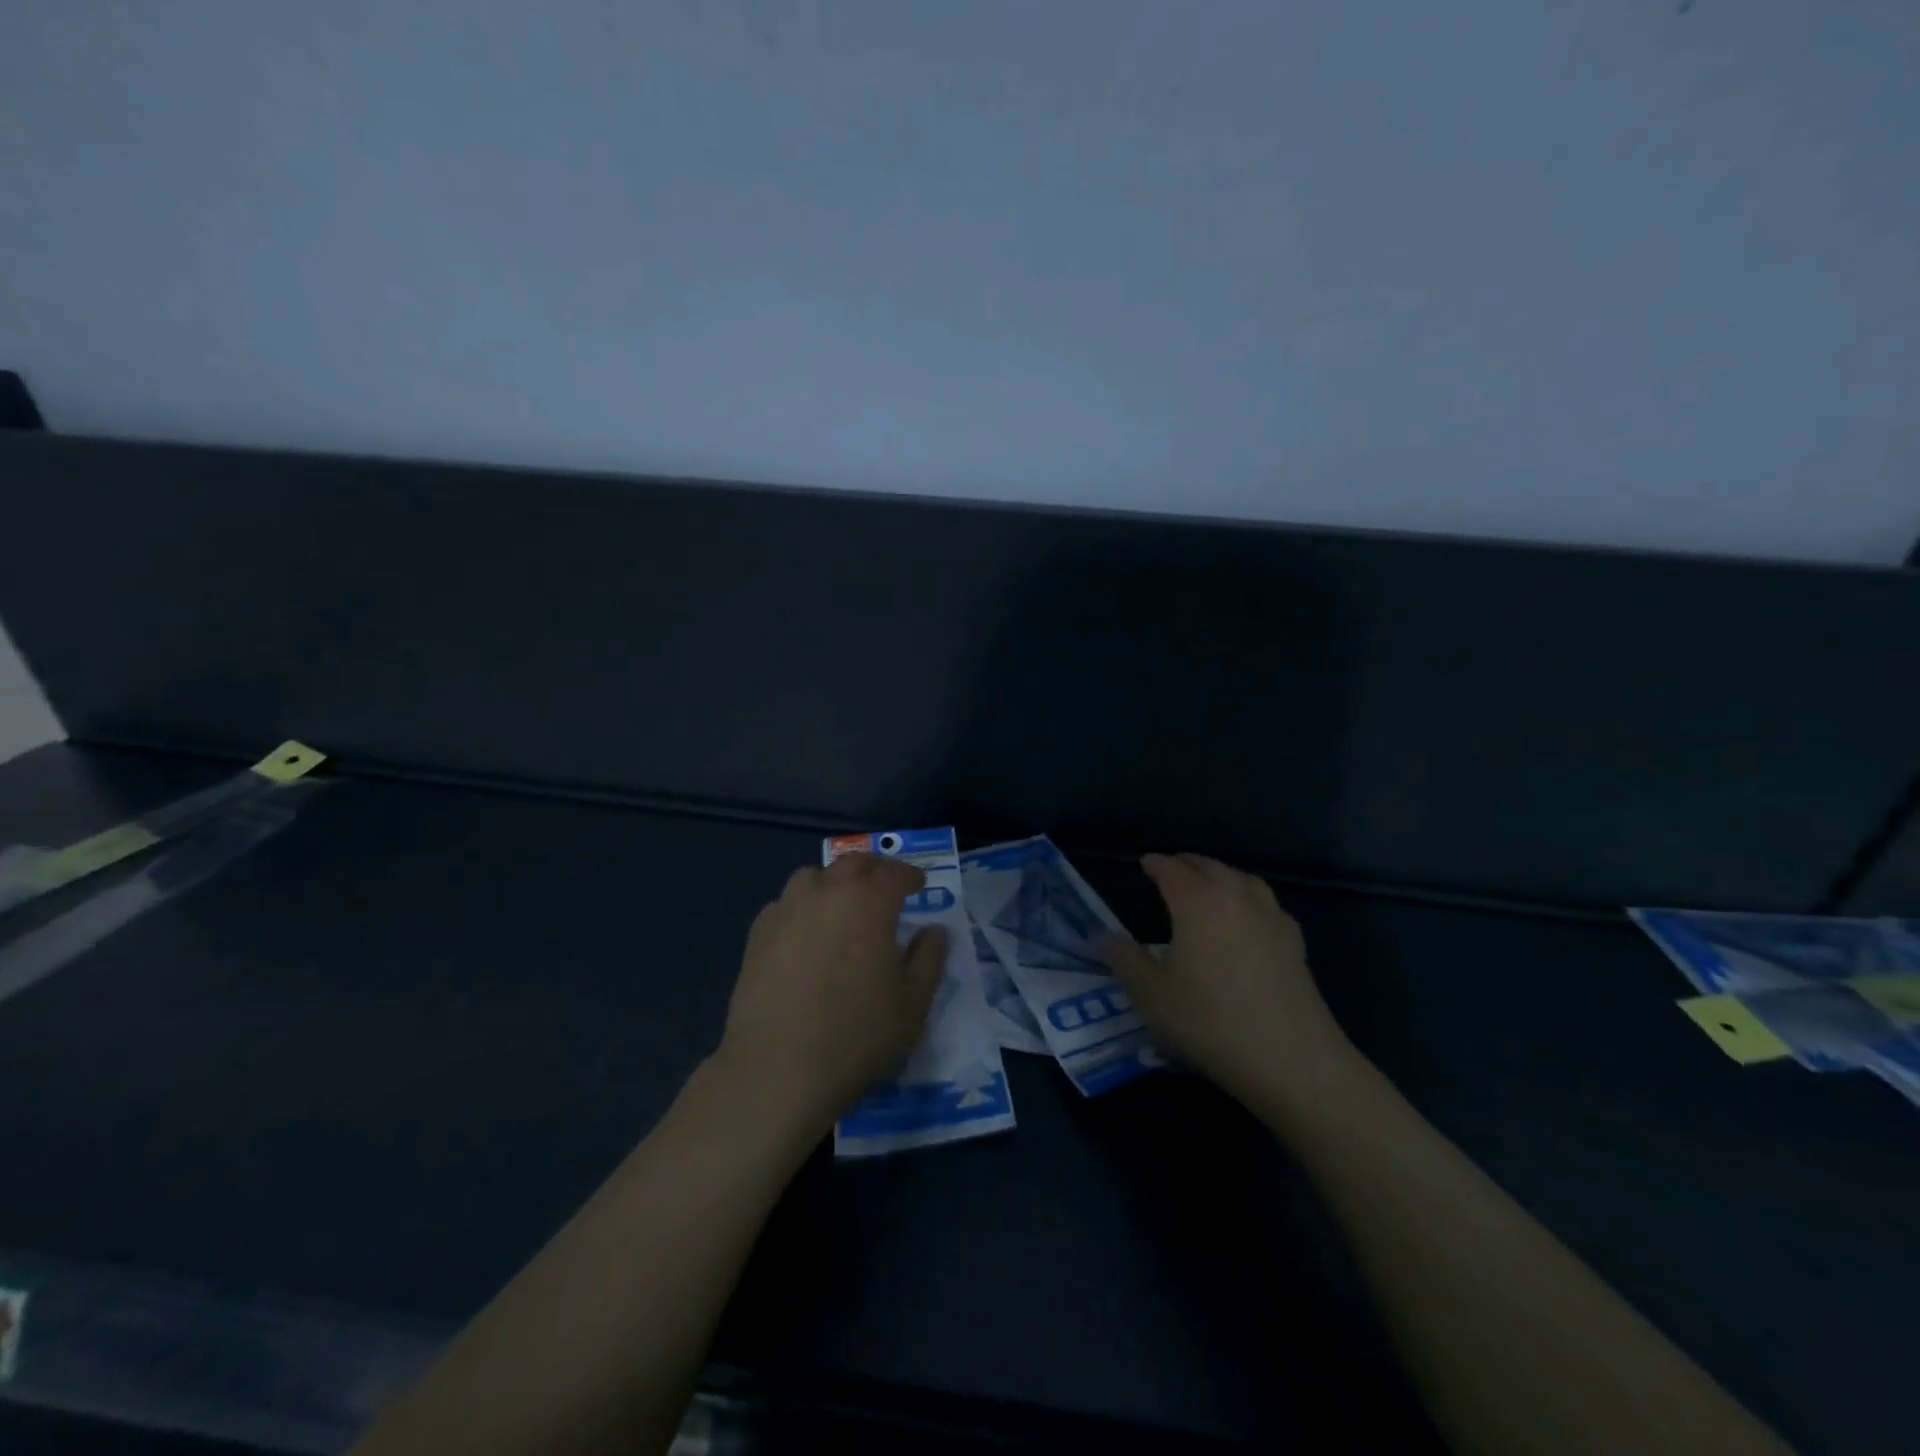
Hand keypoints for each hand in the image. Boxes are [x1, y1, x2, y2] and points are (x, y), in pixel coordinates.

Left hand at [715, 852, 944, 1128]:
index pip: (895, 873)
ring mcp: (786, 910)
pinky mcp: (757, 934)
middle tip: (885, 887)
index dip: (910, 876)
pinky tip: (805, 933)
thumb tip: (934, 931)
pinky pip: (785, 904)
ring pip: (813, 876)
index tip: (919, 885)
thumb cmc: (857, 1035)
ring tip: (842, 905)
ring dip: (833, 882)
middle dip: (874, 870)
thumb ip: (929, 959)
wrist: (778, 1068)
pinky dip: (802, 906)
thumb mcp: (913, 1003)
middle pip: (853, 864)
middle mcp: (826, 893)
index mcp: (869, 903)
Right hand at [1102, 853, 1362, 1112]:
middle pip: (1209, 867)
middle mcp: (1236, 897)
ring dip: (1220, 875)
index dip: (1155, 864)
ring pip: (1242, 879)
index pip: (1172, 869)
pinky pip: (1266, 904)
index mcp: (1198, 902)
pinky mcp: (1295, 943)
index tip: (1144, 863)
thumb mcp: (1152, 995)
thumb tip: (1101, 936)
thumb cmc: (1210, 1021)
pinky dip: (1249, 898)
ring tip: (1208, 885)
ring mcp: (1271, 918)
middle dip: (1187, 864)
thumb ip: (1124, 959)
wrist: (1292, 1060)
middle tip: (1170, 870)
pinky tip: (1248, 918)